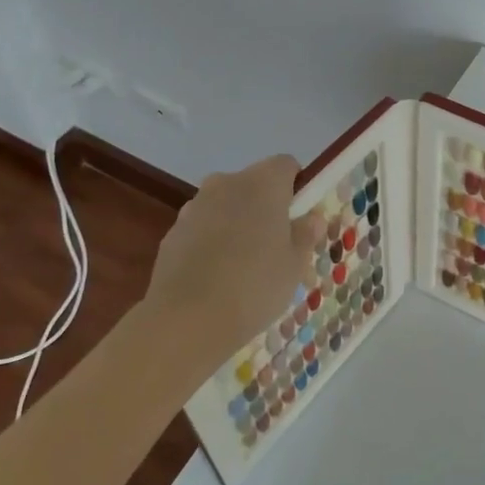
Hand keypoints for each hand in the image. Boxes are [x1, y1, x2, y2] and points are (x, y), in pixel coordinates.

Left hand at [144, 154, 323, 364]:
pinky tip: (216, 278)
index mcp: (263, 183)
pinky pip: (202, 229)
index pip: (286, 165)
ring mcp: (194, 207)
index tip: (300, 217)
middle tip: (276, 246)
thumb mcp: (295, 265)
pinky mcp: (172, 233)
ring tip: (243, 267)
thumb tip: (311, 218)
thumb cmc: (254, 285)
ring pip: (225, 206)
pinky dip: (212, 243)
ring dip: (237, 224)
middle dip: (265, 207)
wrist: (186, 319)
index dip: (296, 186)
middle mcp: (226, 184)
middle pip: (253, 184)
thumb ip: (305, 235)